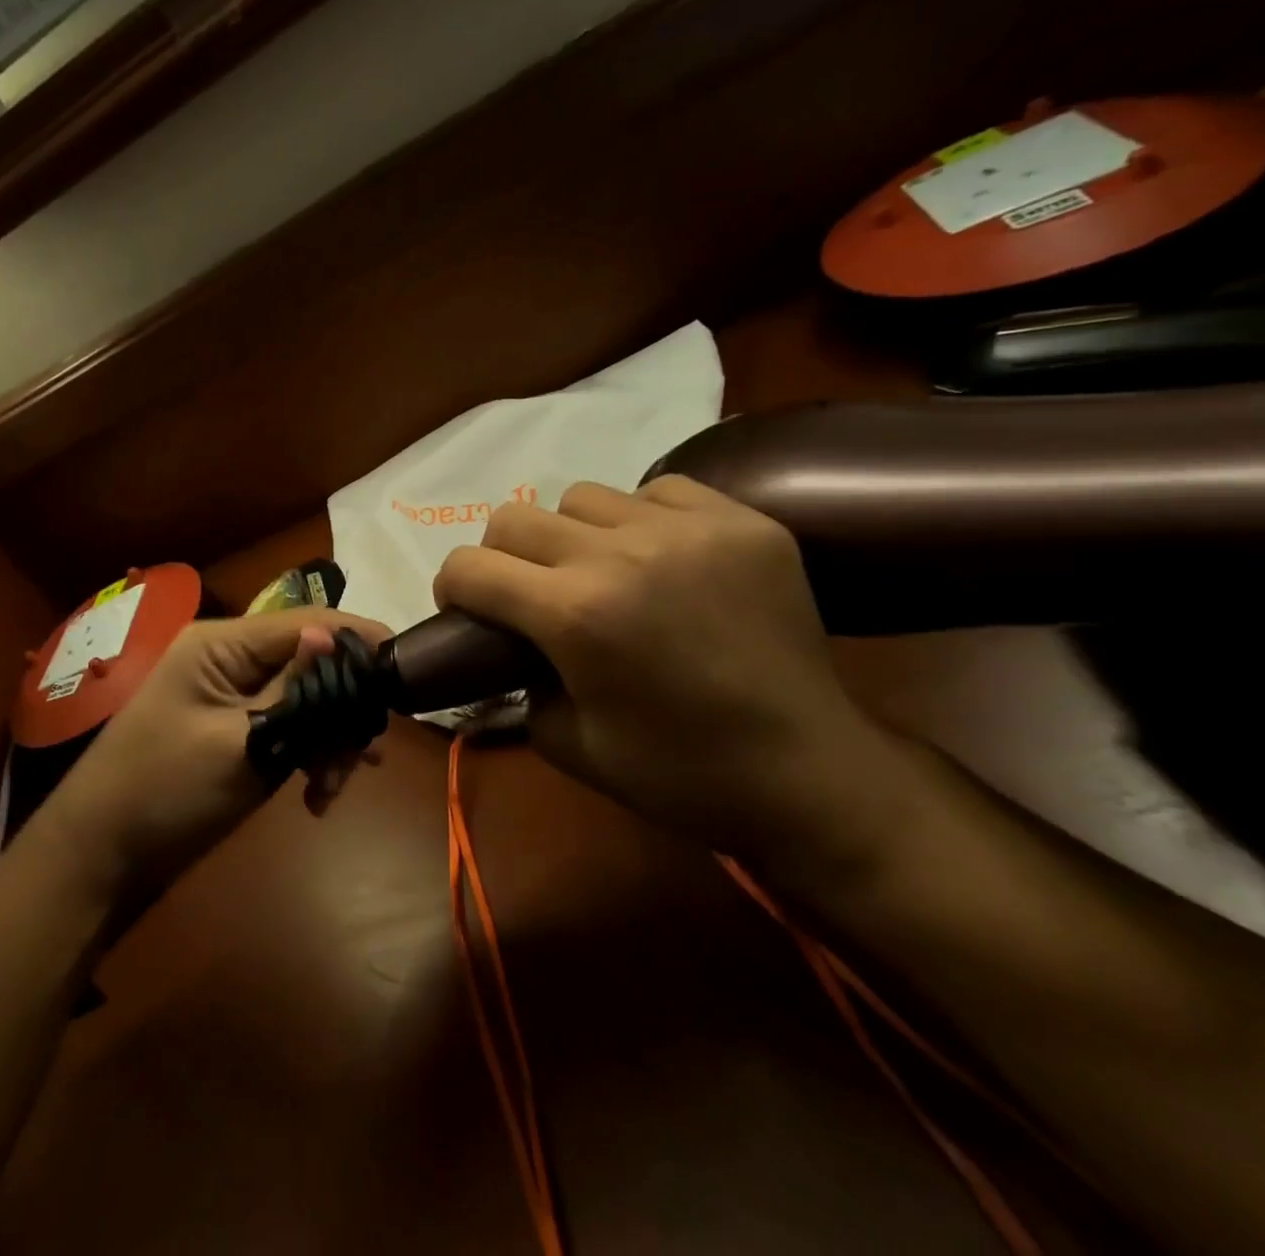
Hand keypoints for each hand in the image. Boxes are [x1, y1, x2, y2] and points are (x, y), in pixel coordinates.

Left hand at [38, 609, 389, 899]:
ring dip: (329, 738)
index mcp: (222, 644)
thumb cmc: (165, 791)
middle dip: (343, 706)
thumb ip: (293, 690)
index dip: (358, 639)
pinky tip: (317, 796)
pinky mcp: (235, 728)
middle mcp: (229, 658)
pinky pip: (287, 726)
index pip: (305, 622)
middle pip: (310, 662)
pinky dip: (308, 754)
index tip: (406, 668)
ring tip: (335, 786)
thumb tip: (334, 635)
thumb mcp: (239, 742)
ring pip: (305, 699)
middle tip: (366, 755)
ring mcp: (231, 695)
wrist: (100, 857)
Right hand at [433, 476, 908, 865]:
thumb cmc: (681, 774)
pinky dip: (640, 520)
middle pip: (513, 518)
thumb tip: (506, 647)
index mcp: (574, 614)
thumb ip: (517, 683)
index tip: (467, 610)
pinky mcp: (741, 521)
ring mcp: (687, 529)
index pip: (469, 566)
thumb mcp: (567, 744)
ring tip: (600, 572)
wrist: (811, 773)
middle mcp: (621, 554)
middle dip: (500, 559)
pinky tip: (661, 560)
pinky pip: (657, 491)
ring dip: (570, 536)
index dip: (452, 588)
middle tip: (528, 595)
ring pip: (581, 496)